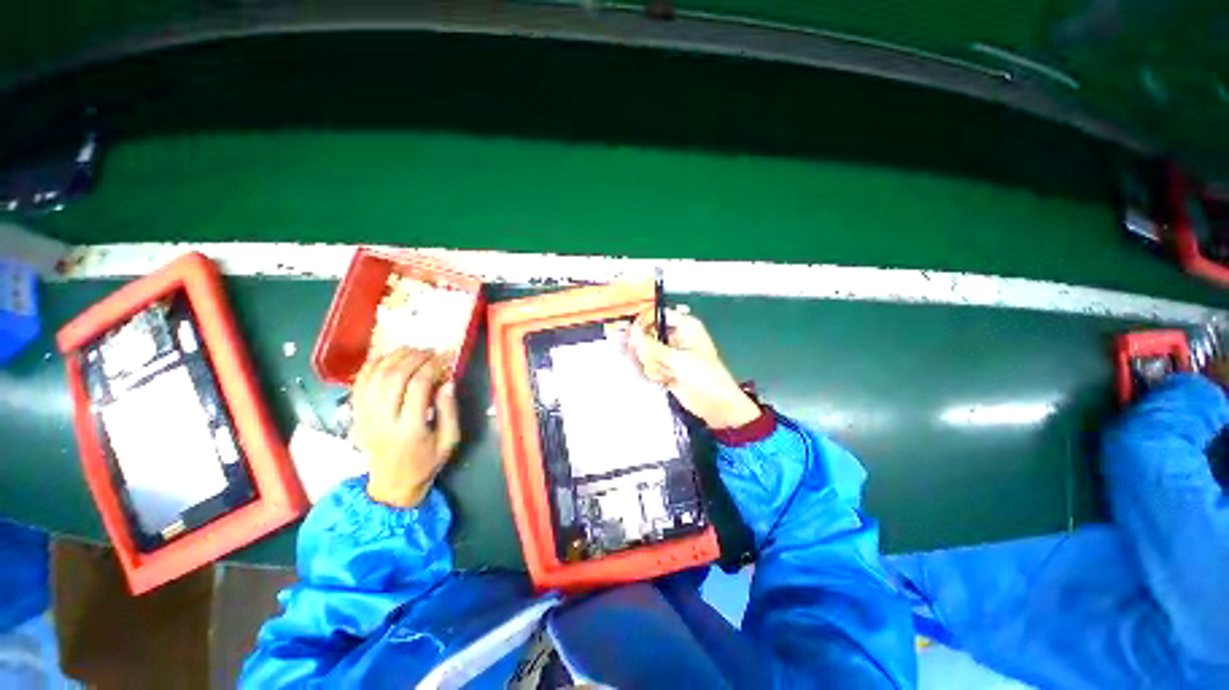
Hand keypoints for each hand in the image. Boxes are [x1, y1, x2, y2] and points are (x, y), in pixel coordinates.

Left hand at [351, 349, 459, 507]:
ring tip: (412, 349)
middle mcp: (383, 420)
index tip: (445, 359)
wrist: (392, 484)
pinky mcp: (356, 415)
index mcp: (410, 429)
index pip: (418, 386)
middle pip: (394, 377)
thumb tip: (448, 381)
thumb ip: (449, 410)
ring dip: (394, 357)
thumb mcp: (449, 439)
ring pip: (375, 376)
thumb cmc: (427, 462)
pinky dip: (372, 365)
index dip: (432, 367)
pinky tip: (387, 357)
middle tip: (430, 351)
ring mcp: (365, 417)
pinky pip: (360, 383)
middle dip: (414, 358)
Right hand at [627, 308, 760, 429]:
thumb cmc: (705, 376)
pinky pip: (649, 366)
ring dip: (653, 365)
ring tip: (668, 374)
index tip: (633, 334)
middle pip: (648, 334)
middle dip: (648, 351)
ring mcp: (670, 354)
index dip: (644, 322)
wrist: (715, 404)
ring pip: (646, 353)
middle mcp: (676, 337)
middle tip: (656, 361)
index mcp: (685, 327)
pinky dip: (654, 374)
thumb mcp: (677, 359)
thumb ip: (651, 346)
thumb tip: (632, 334)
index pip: (658, 315)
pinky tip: (666, 380)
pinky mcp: (666, 368)